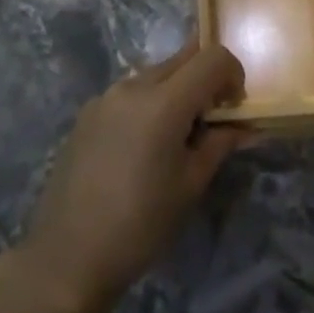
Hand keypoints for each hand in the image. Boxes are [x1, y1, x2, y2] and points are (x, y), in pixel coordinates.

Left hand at [21, 43, 250, 312]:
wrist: (68, 255)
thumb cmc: (141, 224)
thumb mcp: (190, 185)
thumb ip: (220, 143)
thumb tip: (244, 126)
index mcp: (163, 101)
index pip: (212, 57)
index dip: (233, 73)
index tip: (234, 107)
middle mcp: (133, 86)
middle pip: (183, 59)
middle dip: (206, 79)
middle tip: (212, 120)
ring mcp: (105, 96)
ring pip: (155, 74)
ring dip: (177, 91)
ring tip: (176, 138)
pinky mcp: (87, 112)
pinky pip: (130, 93)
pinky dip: (149, 104)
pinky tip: (142, 148)